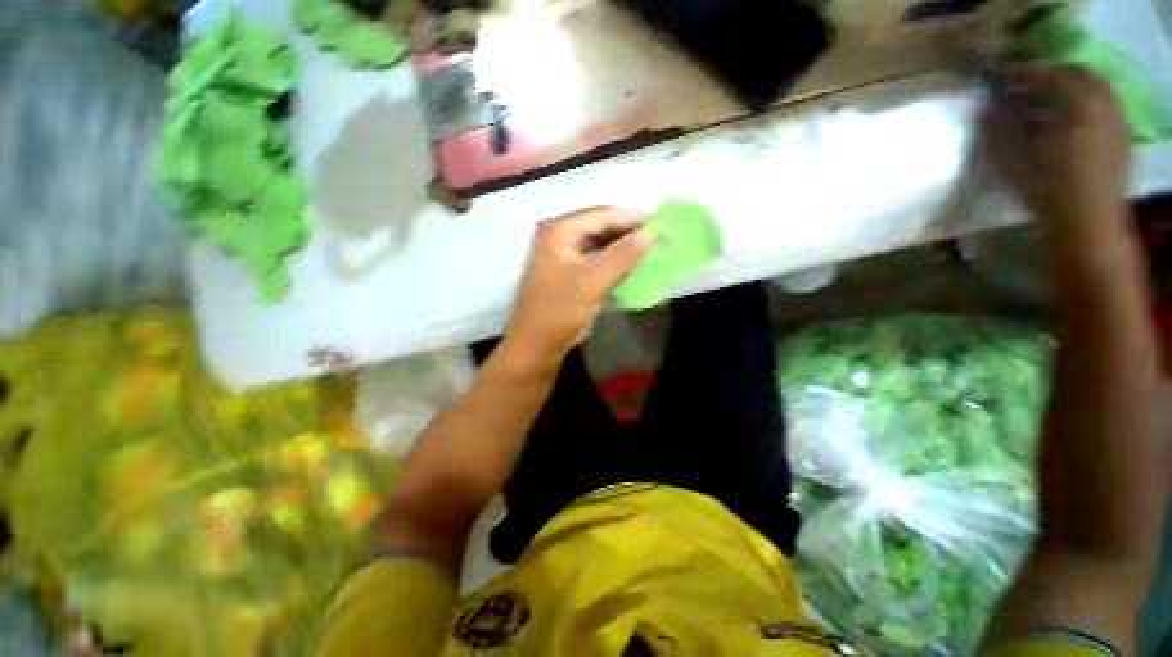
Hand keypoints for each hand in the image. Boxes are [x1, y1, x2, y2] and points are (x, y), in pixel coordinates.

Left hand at [504, 208, 652, 368]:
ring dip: (623, 247)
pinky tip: (633, 264)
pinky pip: (596, 259)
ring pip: (600, 243)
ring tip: (650, 249)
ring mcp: (563, 254)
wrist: (537, 346)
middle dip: (628, 232)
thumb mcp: (591, 282)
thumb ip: (622, 256)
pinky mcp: (569, 271)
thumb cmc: (559, 312)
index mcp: (558, 231)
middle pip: (600, 226)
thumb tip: (651, 234)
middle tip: (658, 237)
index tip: (661, 223)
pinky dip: (614, 261)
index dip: (632, 218)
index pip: (601, 215)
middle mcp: (559, 236)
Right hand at [982, 65, 1130, 230]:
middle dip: (1051, 77)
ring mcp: (1117, 120)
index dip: (1020, 74)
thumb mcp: (1013, 158)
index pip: (1045, 74)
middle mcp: (1103, 102)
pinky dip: (1085, 108)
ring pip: (1094, 90)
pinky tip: (1070, 124)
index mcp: (1077, 101)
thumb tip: (988, 107)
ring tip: (1048, 106)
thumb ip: (1000, 128)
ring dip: (1070, 91)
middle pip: (1077, 74)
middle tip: (1027, 89)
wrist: (1088, 227)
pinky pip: (1105, 109)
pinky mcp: (1123, 138)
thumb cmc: (1047, 190)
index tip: (1000, 81)